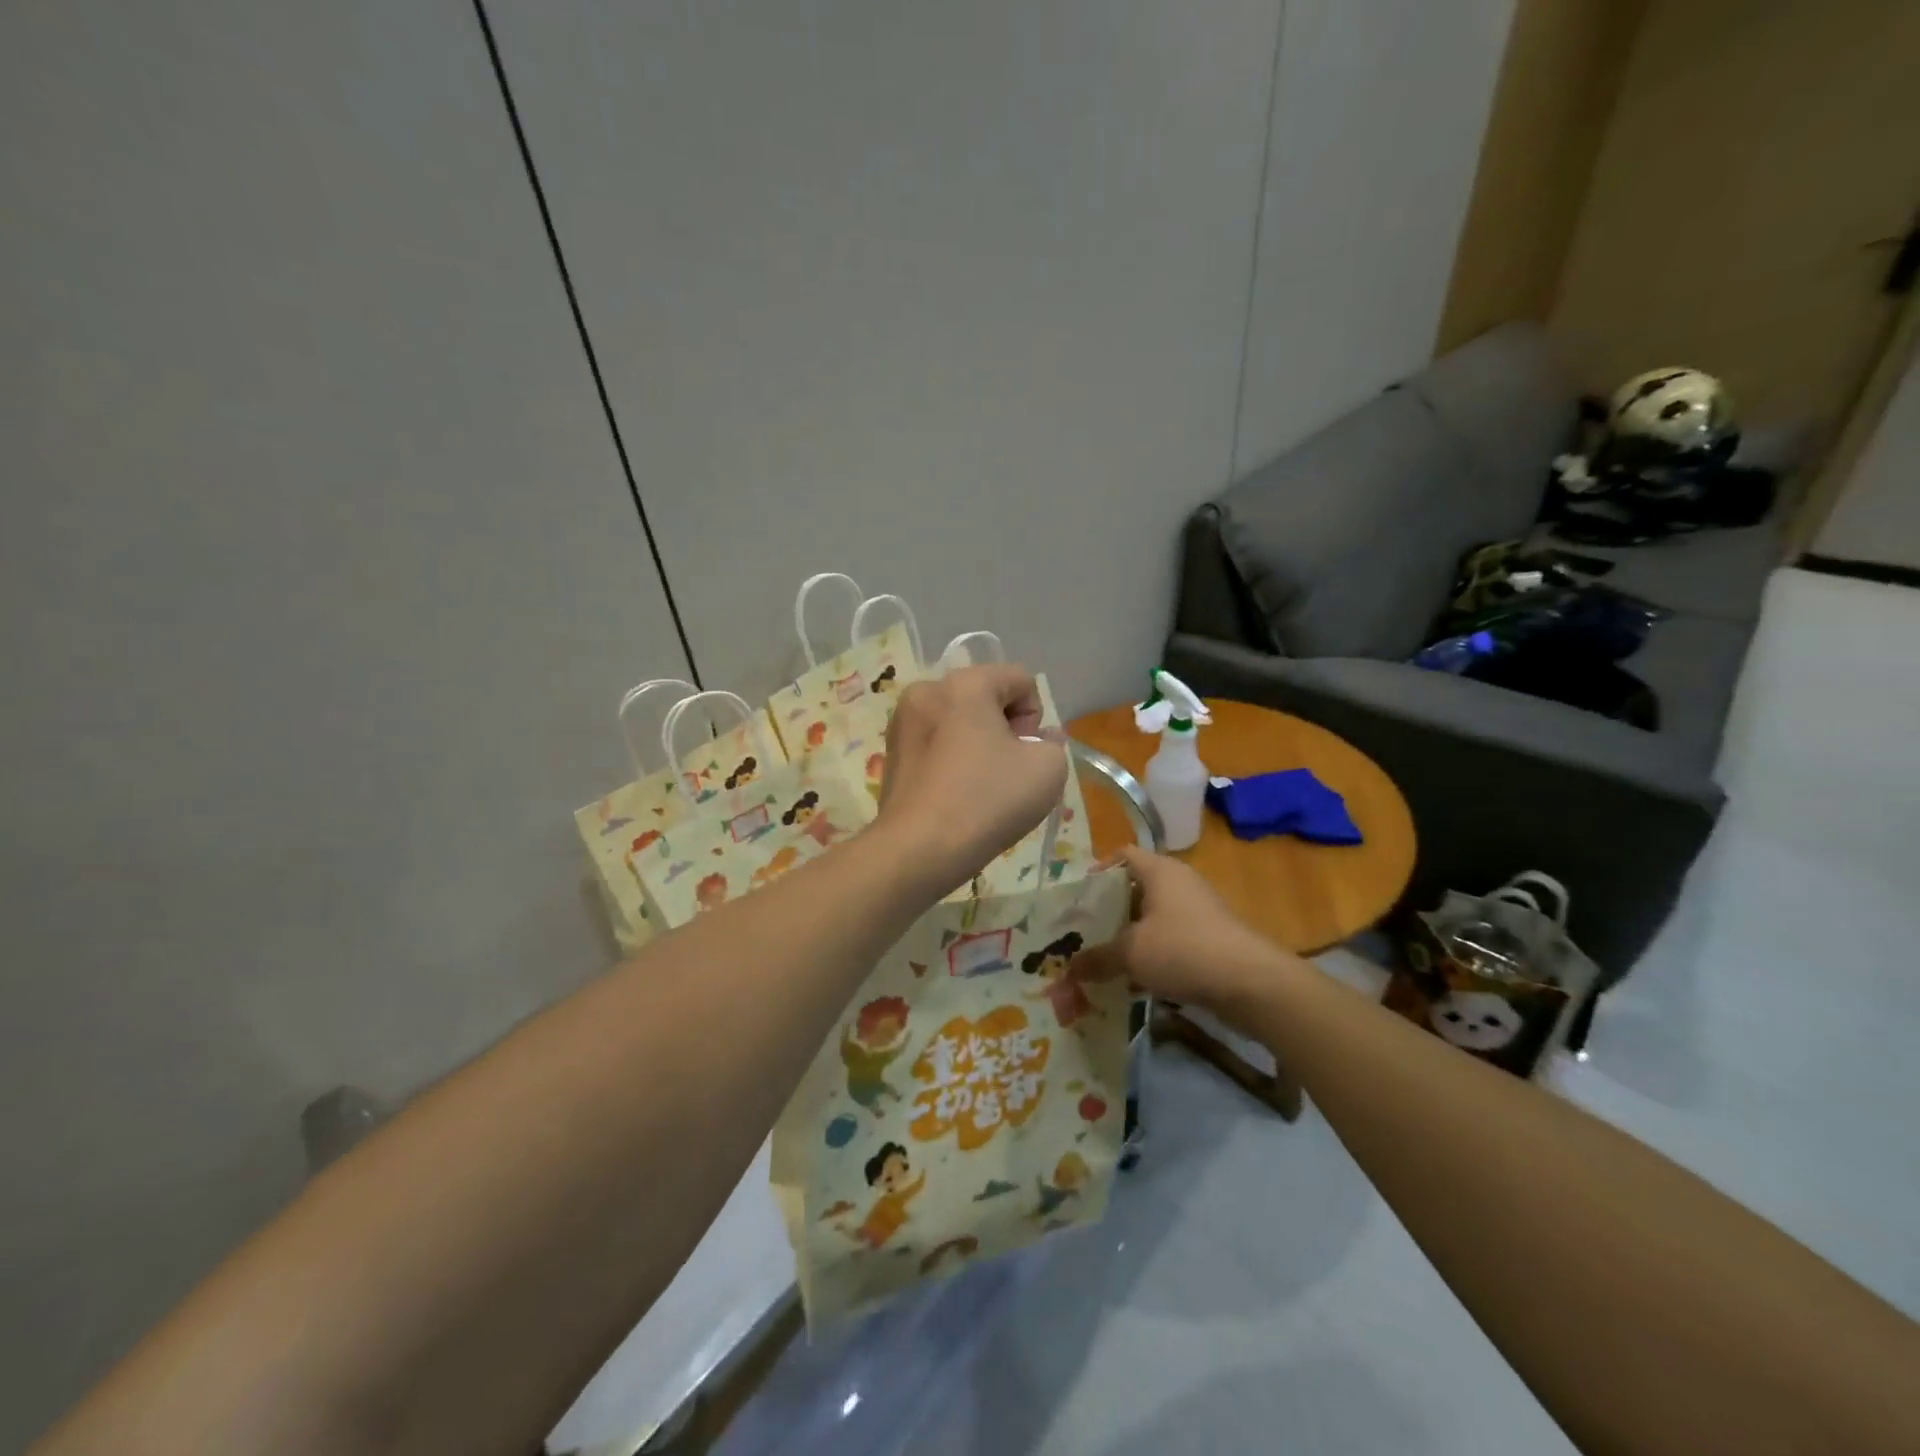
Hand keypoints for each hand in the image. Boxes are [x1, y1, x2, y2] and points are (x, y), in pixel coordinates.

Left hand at [876, 664, 1068, 891]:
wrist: (918, 850)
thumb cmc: (986, 801)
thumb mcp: (1047, 769)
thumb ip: (1053, 743)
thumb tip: (1036, 740)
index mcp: (965, 683)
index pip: (1020, 679)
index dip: (1035, 717)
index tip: (1026, 754)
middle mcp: (927, 690)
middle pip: (985, 696)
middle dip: (1004, 728)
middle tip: (1006, 772)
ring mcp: (902, 721)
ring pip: (958, 721)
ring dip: (976, 744)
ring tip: (979, 786)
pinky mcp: (891, 751)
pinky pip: (935, 742)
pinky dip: (951, 759)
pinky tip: (954, 793)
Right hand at [1069, 846, 1305, 1015]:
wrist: (1250, 982)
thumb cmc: (1183, 950)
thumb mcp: (1131, 953)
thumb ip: (1098, 957)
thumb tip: (1071, 968)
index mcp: (1160, 870)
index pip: (1123, 855)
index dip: (1098, 870)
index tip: (1077, 895)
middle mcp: (1180, 882)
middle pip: (1137, 886)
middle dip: (1110, 908)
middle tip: (1084, 929)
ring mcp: (1199, 909)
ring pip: (1154, 915)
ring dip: (1131, 933)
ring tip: (1104, 955)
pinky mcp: (1211, 937)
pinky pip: (1172, 936)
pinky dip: (1153, 951)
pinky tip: (1136, 977)